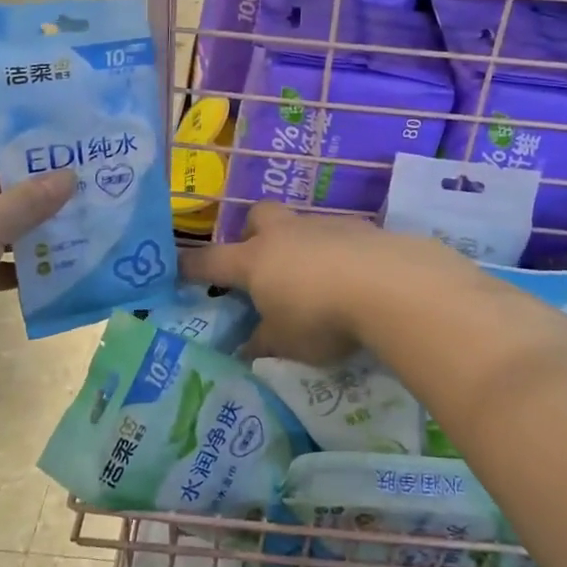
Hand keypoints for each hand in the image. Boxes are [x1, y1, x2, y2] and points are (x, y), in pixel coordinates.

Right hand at [181, 202, 456, 364]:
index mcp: (255, 261)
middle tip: (263, 266)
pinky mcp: (361, 227)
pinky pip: (337, 235)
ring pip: (300, 224)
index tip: (177, 268)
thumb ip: (262, 344)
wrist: (389, 285)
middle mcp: (285, 234)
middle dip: (253, 234)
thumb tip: (246, 349)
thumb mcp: (286, 344)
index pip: (210, 261)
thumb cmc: (322, 317)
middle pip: (257, 216)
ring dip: (300, 245)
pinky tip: (353, 278)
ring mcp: (324, 225)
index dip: (191, 266)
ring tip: (316, 280)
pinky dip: (337, 252)